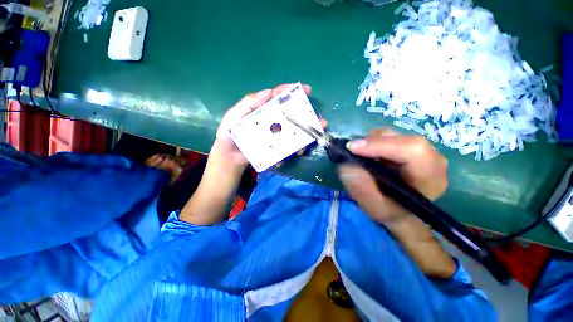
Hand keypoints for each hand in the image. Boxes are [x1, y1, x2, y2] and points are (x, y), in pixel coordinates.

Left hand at [210, 83, 312, 170]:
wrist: (229, 157)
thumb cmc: (230, 134)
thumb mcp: (235, 115)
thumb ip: (249, 103)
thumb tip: (268, 92)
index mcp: (263, 110)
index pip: (278, 98)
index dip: (291, 92)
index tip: (306, 90)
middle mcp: (272, 121)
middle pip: (291, 116)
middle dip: (307, 117)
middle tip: (319, 121)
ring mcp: (276, 135)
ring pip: (294, 132)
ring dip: (306, 135)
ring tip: (312, 139)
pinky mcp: (276, 148)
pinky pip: (288, 147)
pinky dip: (295, 149)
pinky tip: (298, 152)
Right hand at [338, 129, 447, 224]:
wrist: (401, 210)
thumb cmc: (390, 211)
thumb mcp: (374, 208)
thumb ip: (362, 190)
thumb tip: (347, 165)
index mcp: (430, 178)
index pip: (413, 150)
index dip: (380, 145)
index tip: (352, 148)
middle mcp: (432, 159)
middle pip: (401, 139)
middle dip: (372, 143)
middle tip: (351, 152)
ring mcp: (423, 150)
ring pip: (394, 135)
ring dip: (371, 142)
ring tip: (360, 156)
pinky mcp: (411, 146)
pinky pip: (390, 137)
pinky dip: (374, 142)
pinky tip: (369, 155)